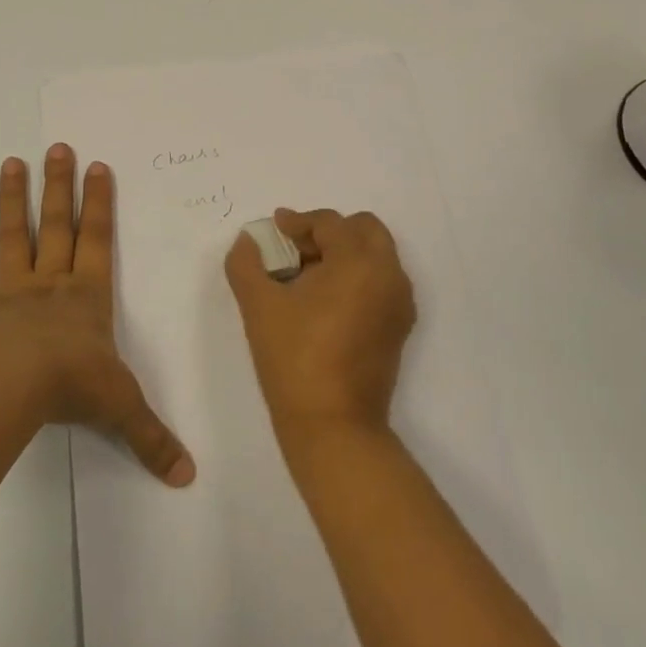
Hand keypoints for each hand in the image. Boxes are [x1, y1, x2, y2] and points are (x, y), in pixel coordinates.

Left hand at [0, 145, 195, 487]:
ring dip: (11, 202)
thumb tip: (189, 478)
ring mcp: (10, 294)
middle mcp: (50, 284)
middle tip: (57, 147)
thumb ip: (153, 439)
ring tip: (10, 162)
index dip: (100, 203)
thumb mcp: (123, 410)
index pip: (99, 239)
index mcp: (87, 296)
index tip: (98, 166)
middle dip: (59, 187)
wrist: (18, 387)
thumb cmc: (75, 385)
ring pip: (13, 238)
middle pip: (58, 225)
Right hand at [224, 208, 416, 444]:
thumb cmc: (294, 357)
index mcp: (359, 262)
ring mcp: (399, 303)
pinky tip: (323, 302)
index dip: (297, 222)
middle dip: (329, 232)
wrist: (332, 424)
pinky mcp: (398, 327)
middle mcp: (389, 275)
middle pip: (364, 230)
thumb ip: (246, 263)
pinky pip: (380, 283)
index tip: (273, 231)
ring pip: (375, 256)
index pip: (330, 223)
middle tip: (294, 250)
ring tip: (305, 277)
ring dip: (343, 253)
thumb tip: (248, 240)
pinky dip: (356, 277)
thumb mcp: (258, 305)